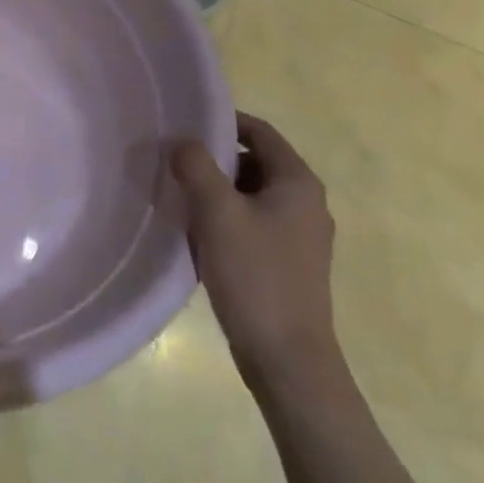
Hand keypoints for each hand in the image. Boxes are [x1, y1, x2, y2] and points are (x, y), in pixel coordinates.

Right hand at [172, 113, 339, 397]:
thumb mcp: (217, 212)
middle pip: (254, 162)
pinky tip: (199, 237)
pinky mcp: (289, 263)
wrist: (289, 361)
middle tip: (176, 165)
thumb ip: (196, 166)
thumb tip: (181, 142)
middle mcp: (306, 203)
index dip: (223, 121)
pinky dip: (227, 219)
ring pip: (251, 194)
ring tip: (181, 200)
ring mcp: (301, 236)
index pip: (259, 131)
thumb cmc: (256, 276)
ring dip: (217, 192)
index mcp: (298, 183)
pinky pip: (253, 223)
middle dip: (215, 161)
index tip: (185, 124)